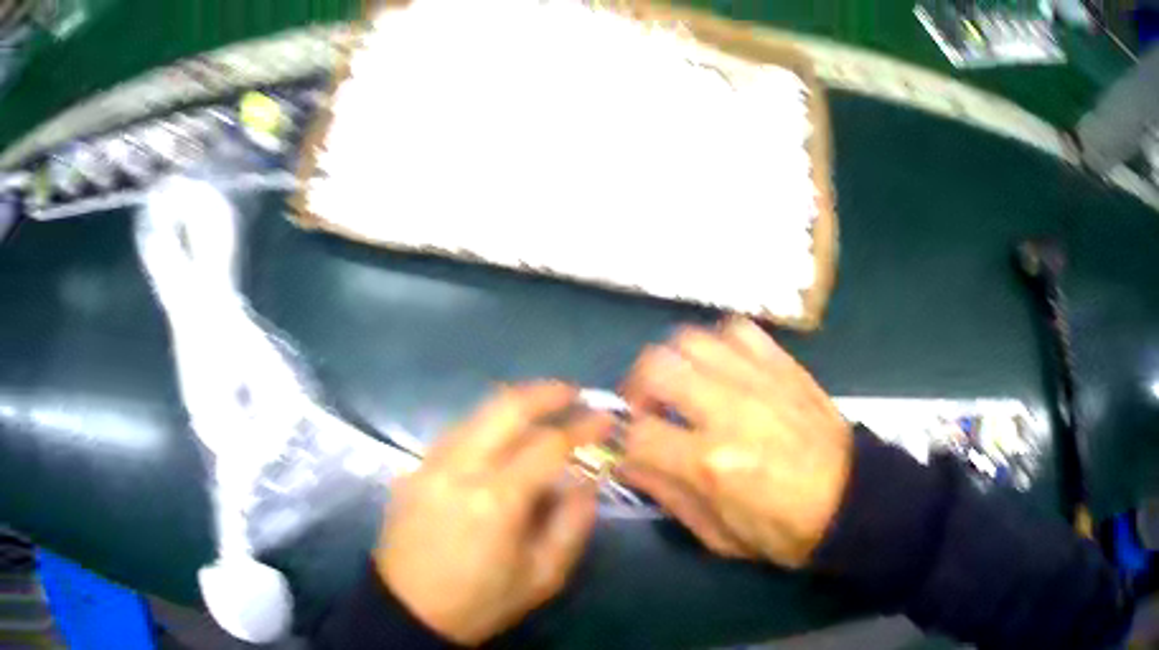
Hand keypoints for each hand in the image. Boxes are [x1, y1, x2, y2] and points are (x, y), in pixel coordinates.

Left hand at [375, 382, 608, 645]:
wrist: (409, 610)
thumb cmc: (481, 601)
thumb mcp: (543, 576)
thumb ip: (573, 523)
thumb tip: (585, 480)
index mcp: (496, 499)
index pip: (548, 444)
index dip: (582, 426)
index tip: (604, 418)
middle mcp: (459, 469)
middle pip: (505, 408)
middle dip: (545, 392)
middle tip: (572, 393)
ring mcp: (430, 464)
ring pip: (476, 414)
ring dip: (513, 405)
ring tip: (542, 409)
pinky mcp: (412, 470)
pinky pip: (456, 433)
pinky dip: (486, 425)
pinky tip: (501, 437)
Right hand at [619, 318, 852, 567]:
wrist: (850, 501)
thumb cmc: (783, 530)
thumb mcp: (718, 536)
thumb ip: (669, 496)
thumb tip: (631, 461)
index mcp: (710, 463)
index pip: (637, 433)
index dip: (620, 440)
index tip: (626, 448)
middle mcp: (728, 410)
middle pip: (655, 366)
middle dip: (635, 388)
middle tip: (647, 410)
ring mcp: (758, 380)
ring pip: (691, 339)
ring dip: (674, 362)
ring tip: (683, 386)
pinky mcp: (783, 365)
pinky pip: (736, 330)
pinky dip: (717, 344)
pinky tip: (722, 369)